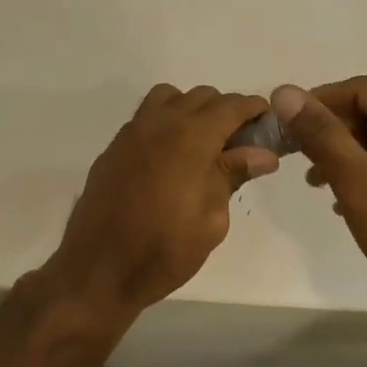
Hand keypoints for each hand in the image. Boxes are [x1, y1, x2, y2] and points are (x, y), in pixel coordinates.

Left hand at [42, 85, 278, 323]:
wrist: (98, 270)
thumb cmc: (164, 250)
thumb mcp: (211, 219)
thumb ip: (233, 175)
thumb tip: (262, 153)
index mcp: (190, 137)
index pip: (231, 106)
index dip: (254, 109)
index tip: (268, 124)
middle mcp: (159, 123)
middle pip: (201, 97)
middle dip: (226, 111)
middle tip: (240, 144)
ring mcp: (131, 133)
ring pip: (169, 99)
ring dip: (192, 111)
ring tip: (203, 146)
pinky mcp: (113, 149)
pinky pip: (145, 119)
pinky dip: (166, 124)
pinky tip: (171, 160)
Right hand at [273, 76, 366, 303]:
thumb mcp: (356, 180)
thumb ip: (321, 134)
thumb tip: (286, 93)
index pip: (363, 89)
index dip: (320, 101)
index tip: (288, 123)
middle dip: (335, 131)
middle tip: (300, 155)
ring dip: (351, 152)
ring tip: (318, 181)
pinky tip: (349, 195)